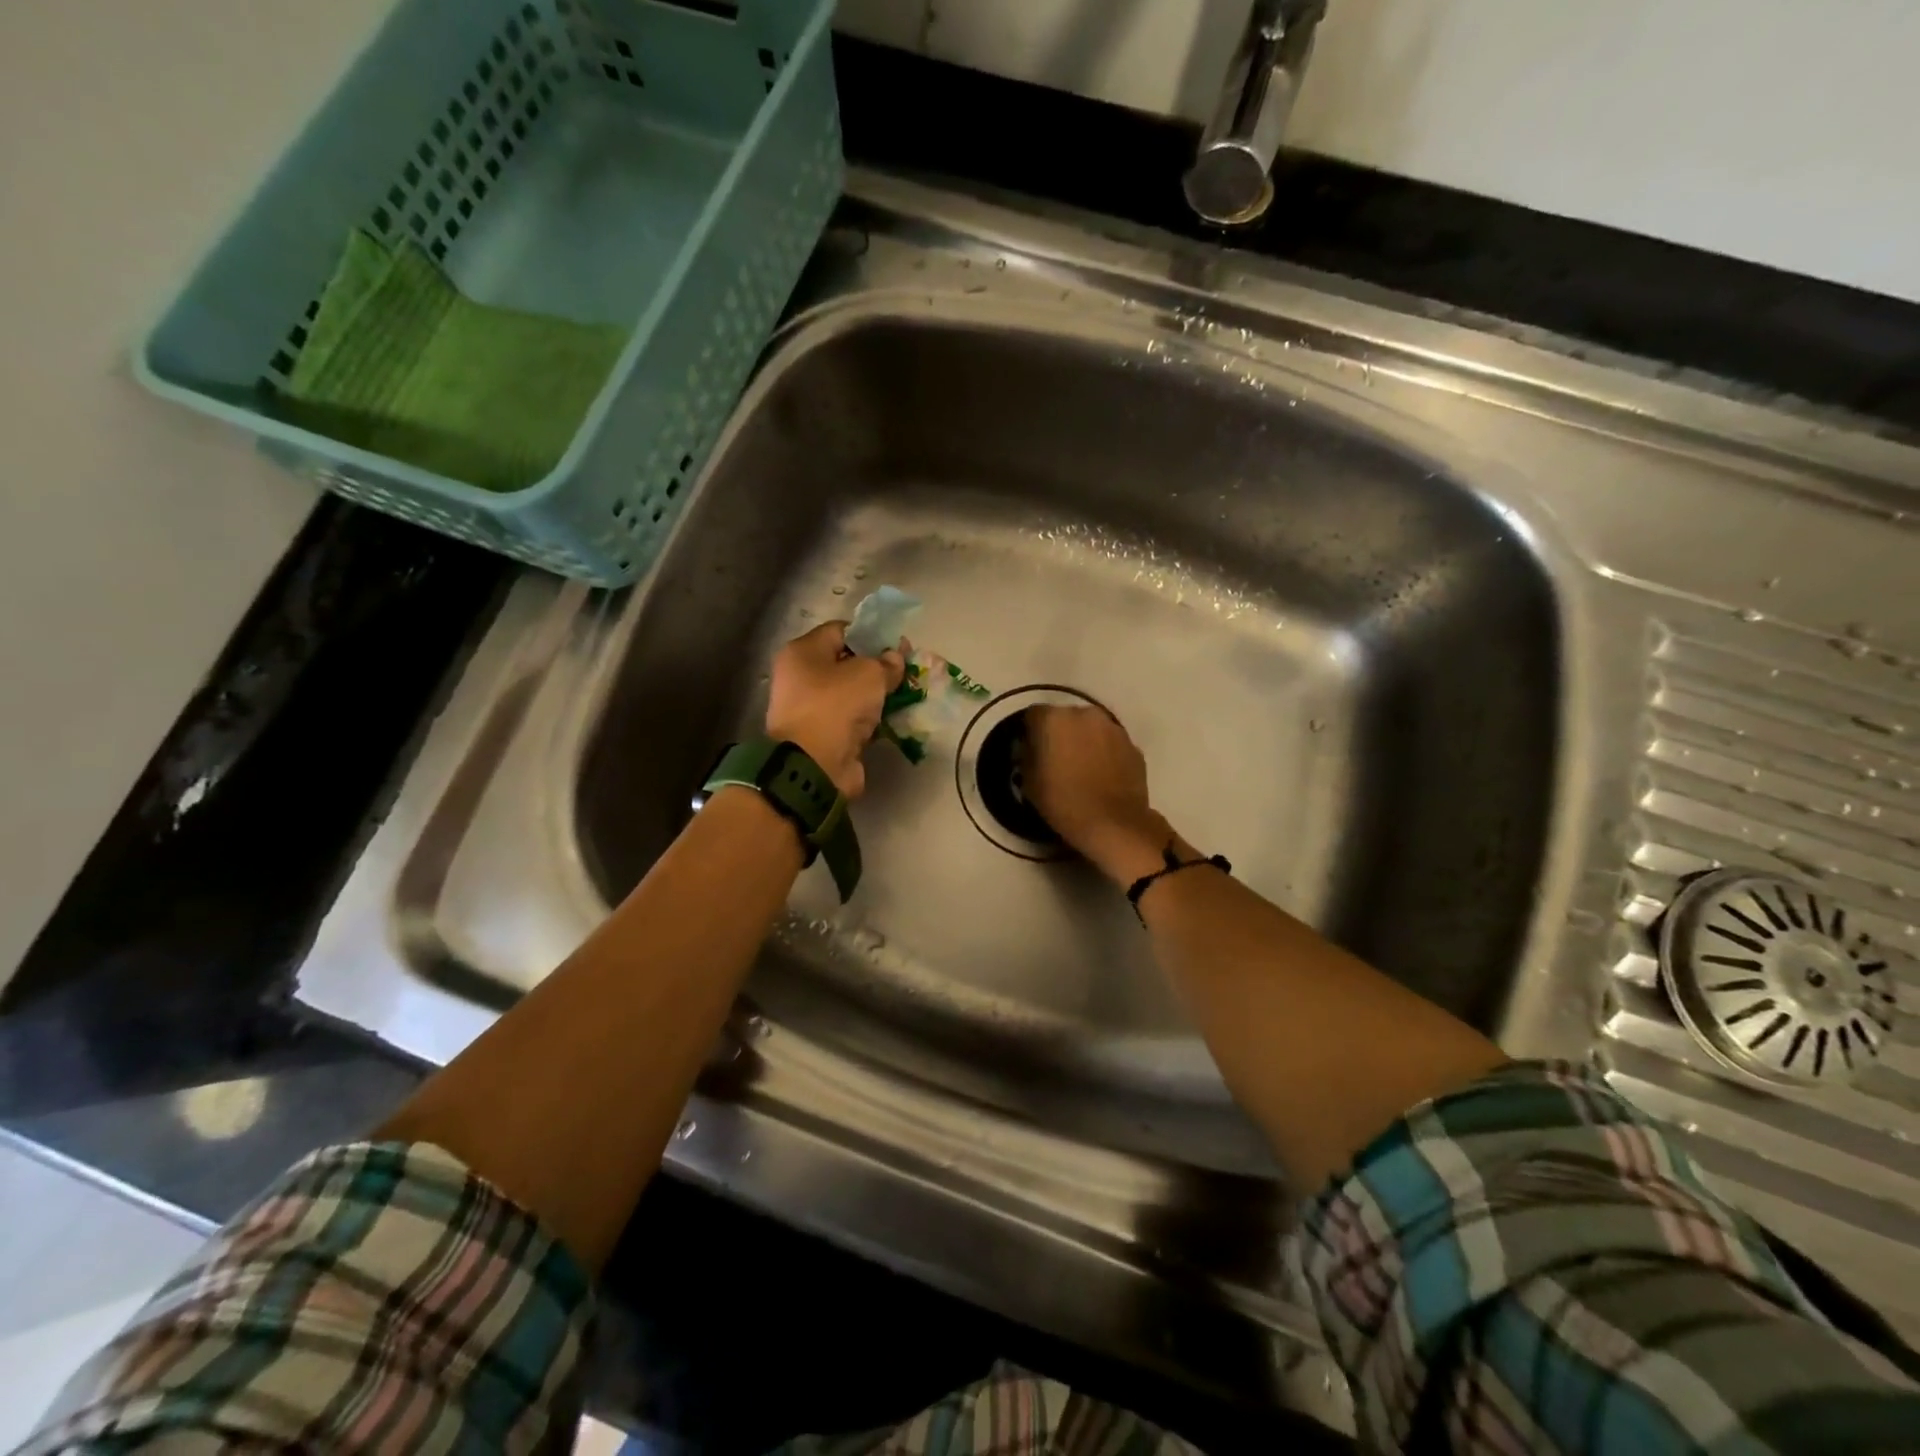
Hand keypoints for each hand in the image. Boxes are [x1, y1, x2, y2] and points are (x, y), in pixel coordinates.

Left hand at [766, 622, 904, 797]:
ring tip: (905, 695)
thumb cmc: (835, 706)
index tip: (898, 645)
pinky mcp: (822, 736)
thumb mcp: (869, 674)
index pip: (841, 630)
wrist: (814, 766)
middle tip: (905, 671)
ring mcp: (810, 709)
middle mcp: (801, 677)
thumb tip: (893, 659)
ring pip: (850, 694)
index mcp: (803, 652)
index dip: (871, 635)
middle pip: (845, 663)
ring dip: (875, 696)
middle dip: (876, 667)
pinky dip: (870, 720)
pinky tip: (892, 719)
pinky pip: (851, 720)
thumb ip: (885, 662)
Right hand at [1024, 706, 1180, 885]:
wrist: (1113, 823)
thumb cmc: (1063, 801)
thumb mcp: (1029, 782)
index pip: (1033, 715)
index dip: (1031, 733)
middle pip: (1065, 718)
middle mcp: (1084, 713)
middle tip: (1057, 759)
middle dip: (1060, 733)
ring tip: (1082, 768)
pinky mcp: (1132, 744)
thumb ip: (1027, 756)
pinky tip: (1102, 776)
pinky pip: (1111, 743)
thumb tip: (1031, 748)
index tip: (1032, 752)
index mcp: (1053, 719)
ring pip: (1091, 728)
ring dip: (1084, 741)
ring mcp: (1112, 727)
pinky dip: (1105, 753)